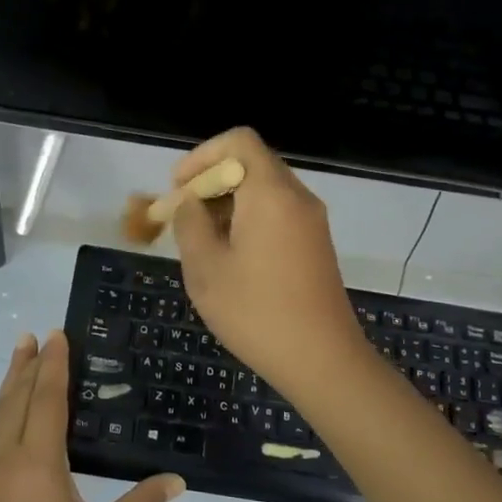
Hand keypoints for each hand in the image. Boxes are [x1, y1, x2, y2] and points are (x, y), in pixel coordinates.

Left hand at [0, 332, 183, 501]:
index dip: (56, 365)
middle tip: (41, 335)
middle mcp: (6, 451)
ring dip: (8, 375)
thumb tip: (177, 480)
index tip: (59, 335)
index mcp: (41, 461)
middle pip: (22, 396)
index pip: (50, 399)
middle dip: (34, 363)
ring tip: (19, 346)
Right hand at [171, 127, 368, 395]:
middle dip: (211, 182)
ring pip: (264, 190)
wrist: (322, 360)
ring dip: (228, 203)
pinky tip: (231, 257)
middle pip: (251, 164)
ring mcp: (311, 221)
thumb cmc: (256, 313)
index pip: (239, 141)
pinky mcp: (316, 244)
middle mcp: (297, 197)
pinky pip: (278, 213)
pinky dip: (249, 220)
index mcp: (271, 194)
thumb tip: (188, 202)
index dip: (202, 156)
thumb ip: (190, 224)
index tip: (179, 189)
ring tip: (201, 241)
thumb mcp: (206, 269)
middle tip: (183, 217)